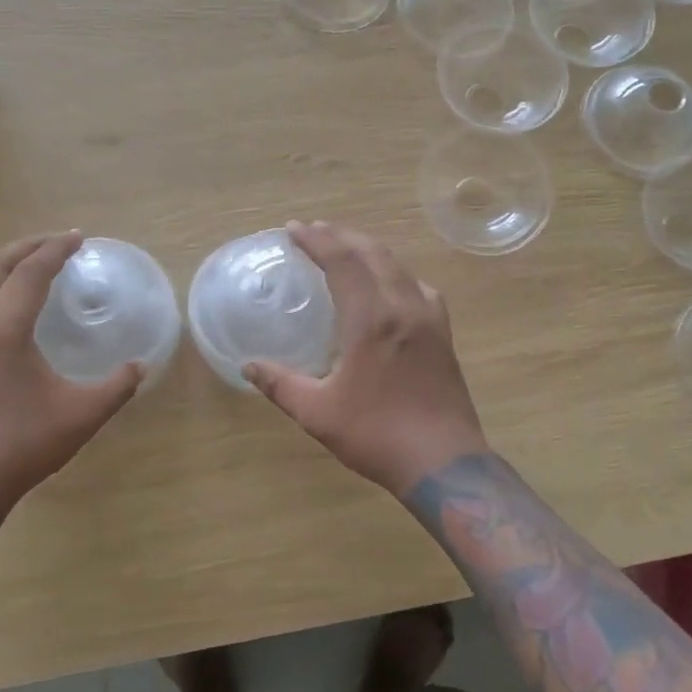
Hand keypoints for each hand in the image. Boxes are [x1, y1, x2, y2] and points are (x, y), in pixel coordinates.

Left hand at [0, 232, 141, 506]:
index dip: (55, 250)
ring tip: (32, 273)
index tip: (78, 237)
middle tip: (53, 243)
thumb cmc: (20, 446)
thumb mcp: (81, 416)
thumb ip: (116, 387)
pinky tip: (9, 319)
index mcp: (1, 330)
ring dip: (3, 271)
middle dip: (23, 248)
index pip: (30, 274)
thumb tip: (140, 367)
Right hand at [245, 222, 488, 496]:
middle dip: (341, 236)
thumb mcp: (317, 413)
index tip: (294, 229)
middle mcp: (404, 306)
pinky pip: (418, 287)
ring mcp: (430, 318)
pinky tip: (391, 286)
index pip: (343, 261)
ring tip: (346, 249)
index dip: (317, 240)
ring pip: (399, 266)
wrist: (444, 463)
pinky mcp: (444, 334)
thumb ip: (281, 384)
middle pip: (373, 253)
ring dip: (369, 250)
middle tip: (315, 230)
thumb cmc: (377, 434)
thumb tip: (248, 366)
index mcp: (372, 318)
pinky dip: (396, 273)